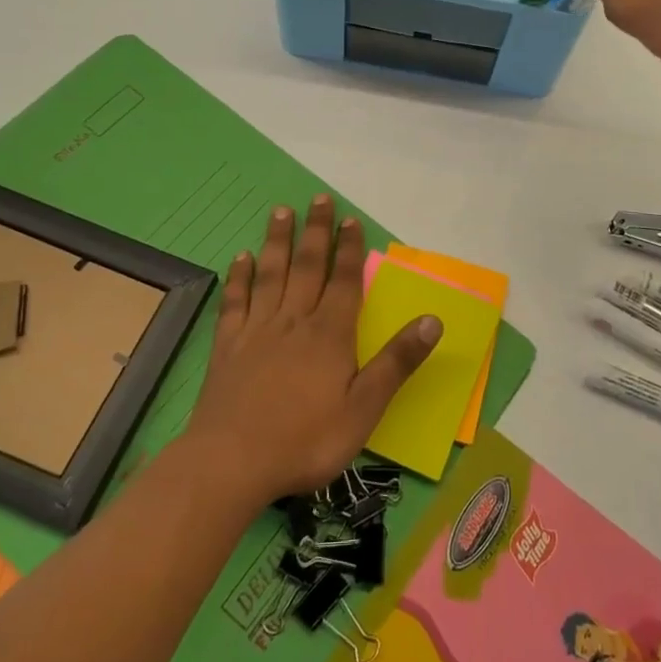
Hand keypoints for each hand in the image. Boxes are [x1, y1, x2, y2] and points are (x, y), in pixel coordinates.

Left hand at [184, 194, 440, 503]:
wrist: (232, 463)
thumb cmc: (306, 439)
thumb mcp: (365, 408)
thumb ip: (397, 362)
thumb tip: (433, 320)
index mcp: (329, 334)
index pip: (344, 281)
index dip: (349, 249)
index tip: (350, 218)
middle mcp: (294, 321)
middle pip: (308, 266)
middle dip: (316, 231)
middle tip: (318, 198)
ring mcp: (257, 330)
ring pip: (271, 274)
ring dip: (278, 242)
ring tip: (281, 212)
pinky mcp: (227, 346)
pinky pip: (235, 302)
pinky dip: (239, 277)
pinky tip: (241, 258)